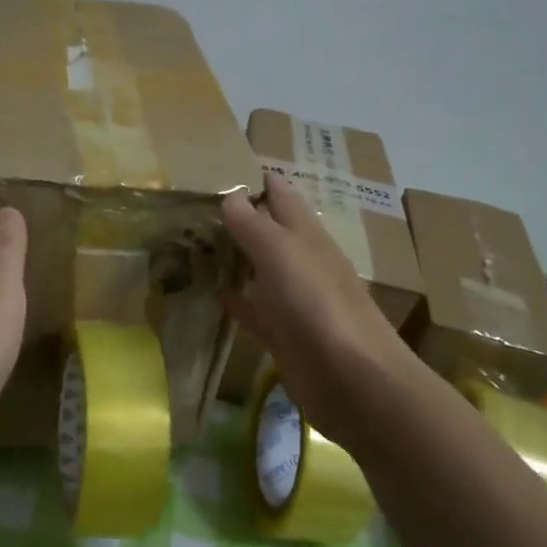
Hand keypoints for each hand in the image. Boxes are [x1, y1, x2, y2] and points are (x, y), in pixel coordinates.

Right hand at [222, 173, 414, 447]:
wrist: (352, 380)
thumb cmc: (317, 305)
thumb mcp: (281, 253)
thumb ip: (254, 223)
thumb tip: (232, 193)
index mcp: (306, 235)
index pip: (280, 194)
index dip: (255, 178)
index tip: (218, 166)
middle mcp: (302, 261)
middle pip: (269, 230)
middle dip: (239, 216)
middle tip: (193, 205)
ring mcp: (295, 300)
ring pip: (260, 268)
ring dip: (234, 256)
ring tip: (195, 243)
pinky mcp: (285, 334)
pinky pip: (255, 309)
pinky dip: (237, 299)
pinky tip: (214, 294)